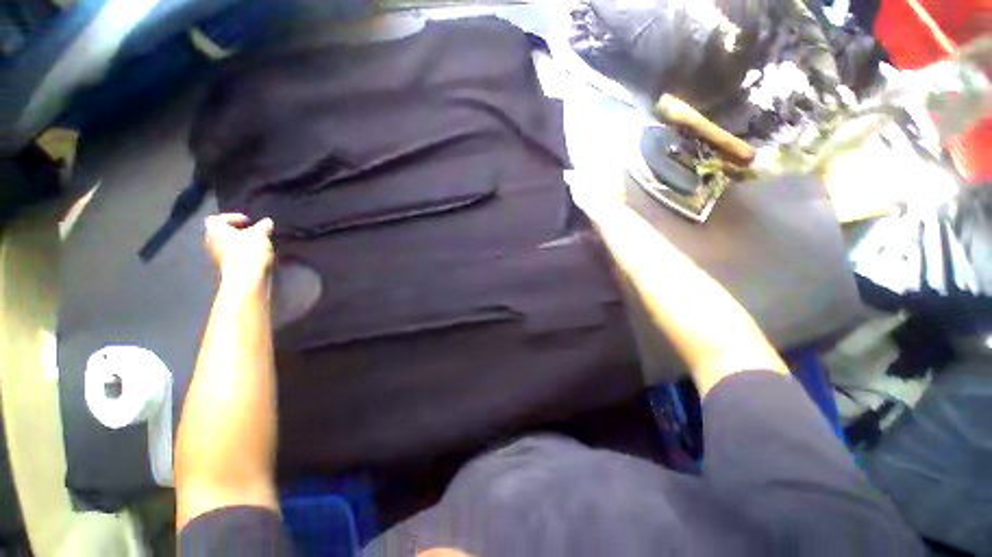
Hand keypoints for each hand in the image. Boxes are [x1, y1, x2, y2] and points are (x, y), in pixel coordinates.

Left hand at [204, 213, 274, 284]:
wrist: (246, 277)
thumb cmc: (249, 250)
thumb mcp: (261, 234)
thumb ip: (263, 226)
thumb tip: (267, 221)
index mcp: (214, 229)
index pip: (218, 218)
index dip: (233, 218)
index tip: (248, 221)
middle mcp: (210, 241)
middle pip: (222, 233)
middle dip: (237, 232)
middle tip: (253, 232)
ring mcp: (216, 256)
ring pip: (227, 245)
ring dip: (241, 244)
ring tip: (257, 245)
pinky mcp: (225, 267)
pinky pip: (233, 256)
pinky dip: (242, 254)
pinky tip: (256, 256)